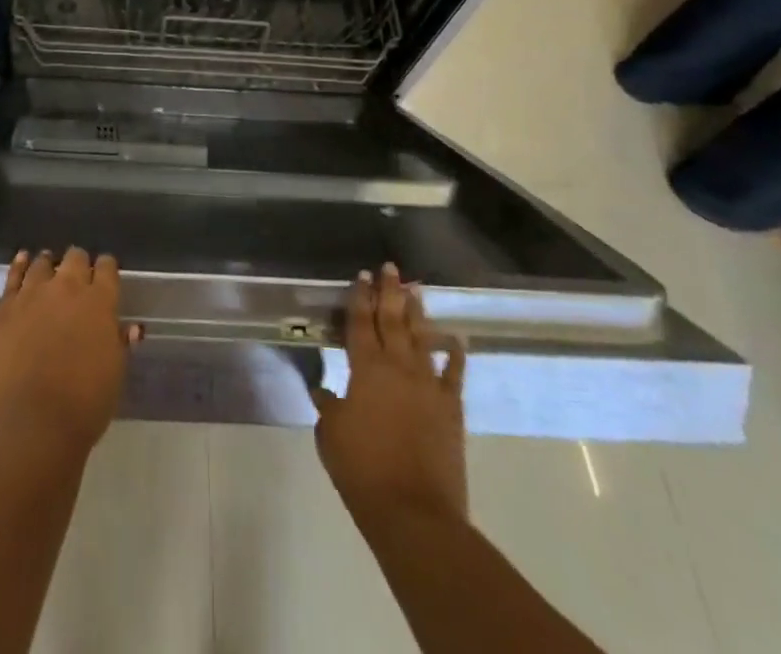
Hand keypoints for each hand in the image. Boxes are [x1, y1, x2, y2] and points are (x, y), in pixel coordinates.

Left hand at [0, 248, 139, 462]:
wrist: (30, 426)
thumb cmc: (83, 406)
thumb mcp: (114, 375)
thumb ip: (120, 344)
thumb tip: (130, 327)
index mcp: (100, 302)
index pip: (107, 268)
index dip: (107, 270)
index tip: (105, 277)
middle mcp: (67, 288)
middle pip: (75, 258)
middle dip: (79, 264)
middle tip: (78, 279)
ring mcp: (32, 294)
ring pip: (42, 263)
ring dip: (49, 266)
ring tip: (49, 270)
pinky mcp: (5, 308)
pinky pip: (13, 276)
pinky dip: (20, 265)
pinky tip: (22, 260)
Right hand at [314, 263, 468, 526]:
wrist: (414, 512)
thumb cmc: (362, 471)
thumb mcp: (331, 435)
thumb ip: (328, 406)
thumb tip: (324, 390)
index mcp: (365, 369)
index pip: (360, 323)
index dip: (360, 297)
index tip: (362, 275)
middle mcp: (398, 367)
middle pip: (393, 320)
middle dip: (390, 292)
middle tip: (390, 268)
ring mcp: (428, 385)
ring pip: (422, 338)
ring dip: (418, 312)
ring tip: (415, 289)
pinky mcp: (450, 408)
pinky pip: (454, 374)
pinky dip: (455, 354)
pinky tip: (456, 339)